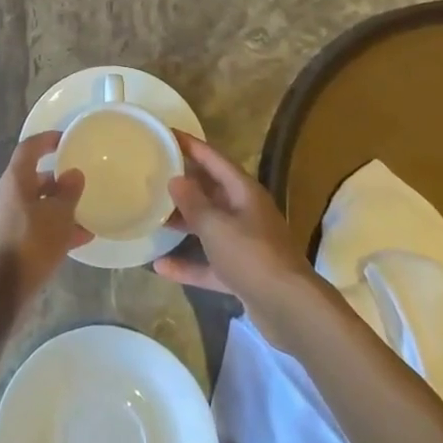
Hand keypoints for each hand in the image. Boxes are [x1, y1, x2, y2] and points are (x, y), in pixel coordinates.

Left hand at [0, 131, 90, 301]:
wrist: (2, 289)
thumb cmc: (31, 242)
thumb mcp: (58, 215)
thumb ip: (68, 192)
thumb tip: (73, 173)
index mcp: (17, 180)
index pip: (29, 148)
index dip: (46, 140)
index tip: (66, 139)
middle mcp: (11, 196)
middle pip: (36, 177)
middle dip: (59, 178)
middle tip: (82, 178)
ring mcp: (12, 220)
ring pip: (40, 205)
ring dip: (62, 207)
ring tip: (89, 211)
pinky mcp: (17, 243)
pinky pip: (41, 227)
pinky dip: (59, 228)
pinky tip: (83, 238)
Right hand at [155, 133, 317, 342]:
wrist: (290, 309)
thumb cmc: (252, 256)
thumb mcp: (216, 226)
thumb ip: (193, 202)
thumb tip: (176, 179)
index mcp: (244, 192)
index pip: (213, 159)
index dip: (190, 145)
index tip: (166, 134)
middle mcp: (246, 212)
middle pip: (211, 191)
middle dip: (184, 184)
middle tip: (152, 174)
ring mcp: (245, 244)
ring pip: (209, 226)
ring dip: (184, 223)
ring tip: (152, 216)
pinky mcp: (242, 273)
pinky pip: (210, 262)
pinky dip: (188, 264)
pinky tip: (160, 266)